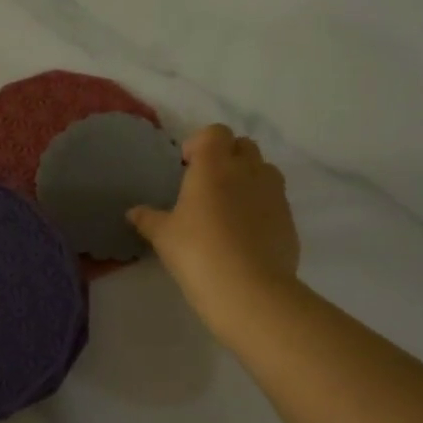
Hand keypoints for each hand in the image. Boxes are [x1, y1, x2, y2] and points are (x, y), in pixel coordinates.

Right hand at [129, 124, 299, 339]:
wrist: (249, 290)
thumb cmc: (198, 252)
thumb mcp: (164, 236)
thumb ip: (148, 219)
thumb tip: (133, 212)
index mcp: (215, 165)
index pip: (215, 133)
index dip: (201, 143)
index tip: (187, 166)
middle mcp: (248, 170)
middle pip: (244, 146)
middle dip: (227, 156)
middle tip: (207, 184)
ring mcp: (274, 194)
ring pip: (265, 170)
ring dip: (249, 178)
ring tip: (230, 206)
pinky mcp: (289, 220)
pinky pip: (275, 201)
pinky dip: (262, 206)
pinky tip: (246, 234)